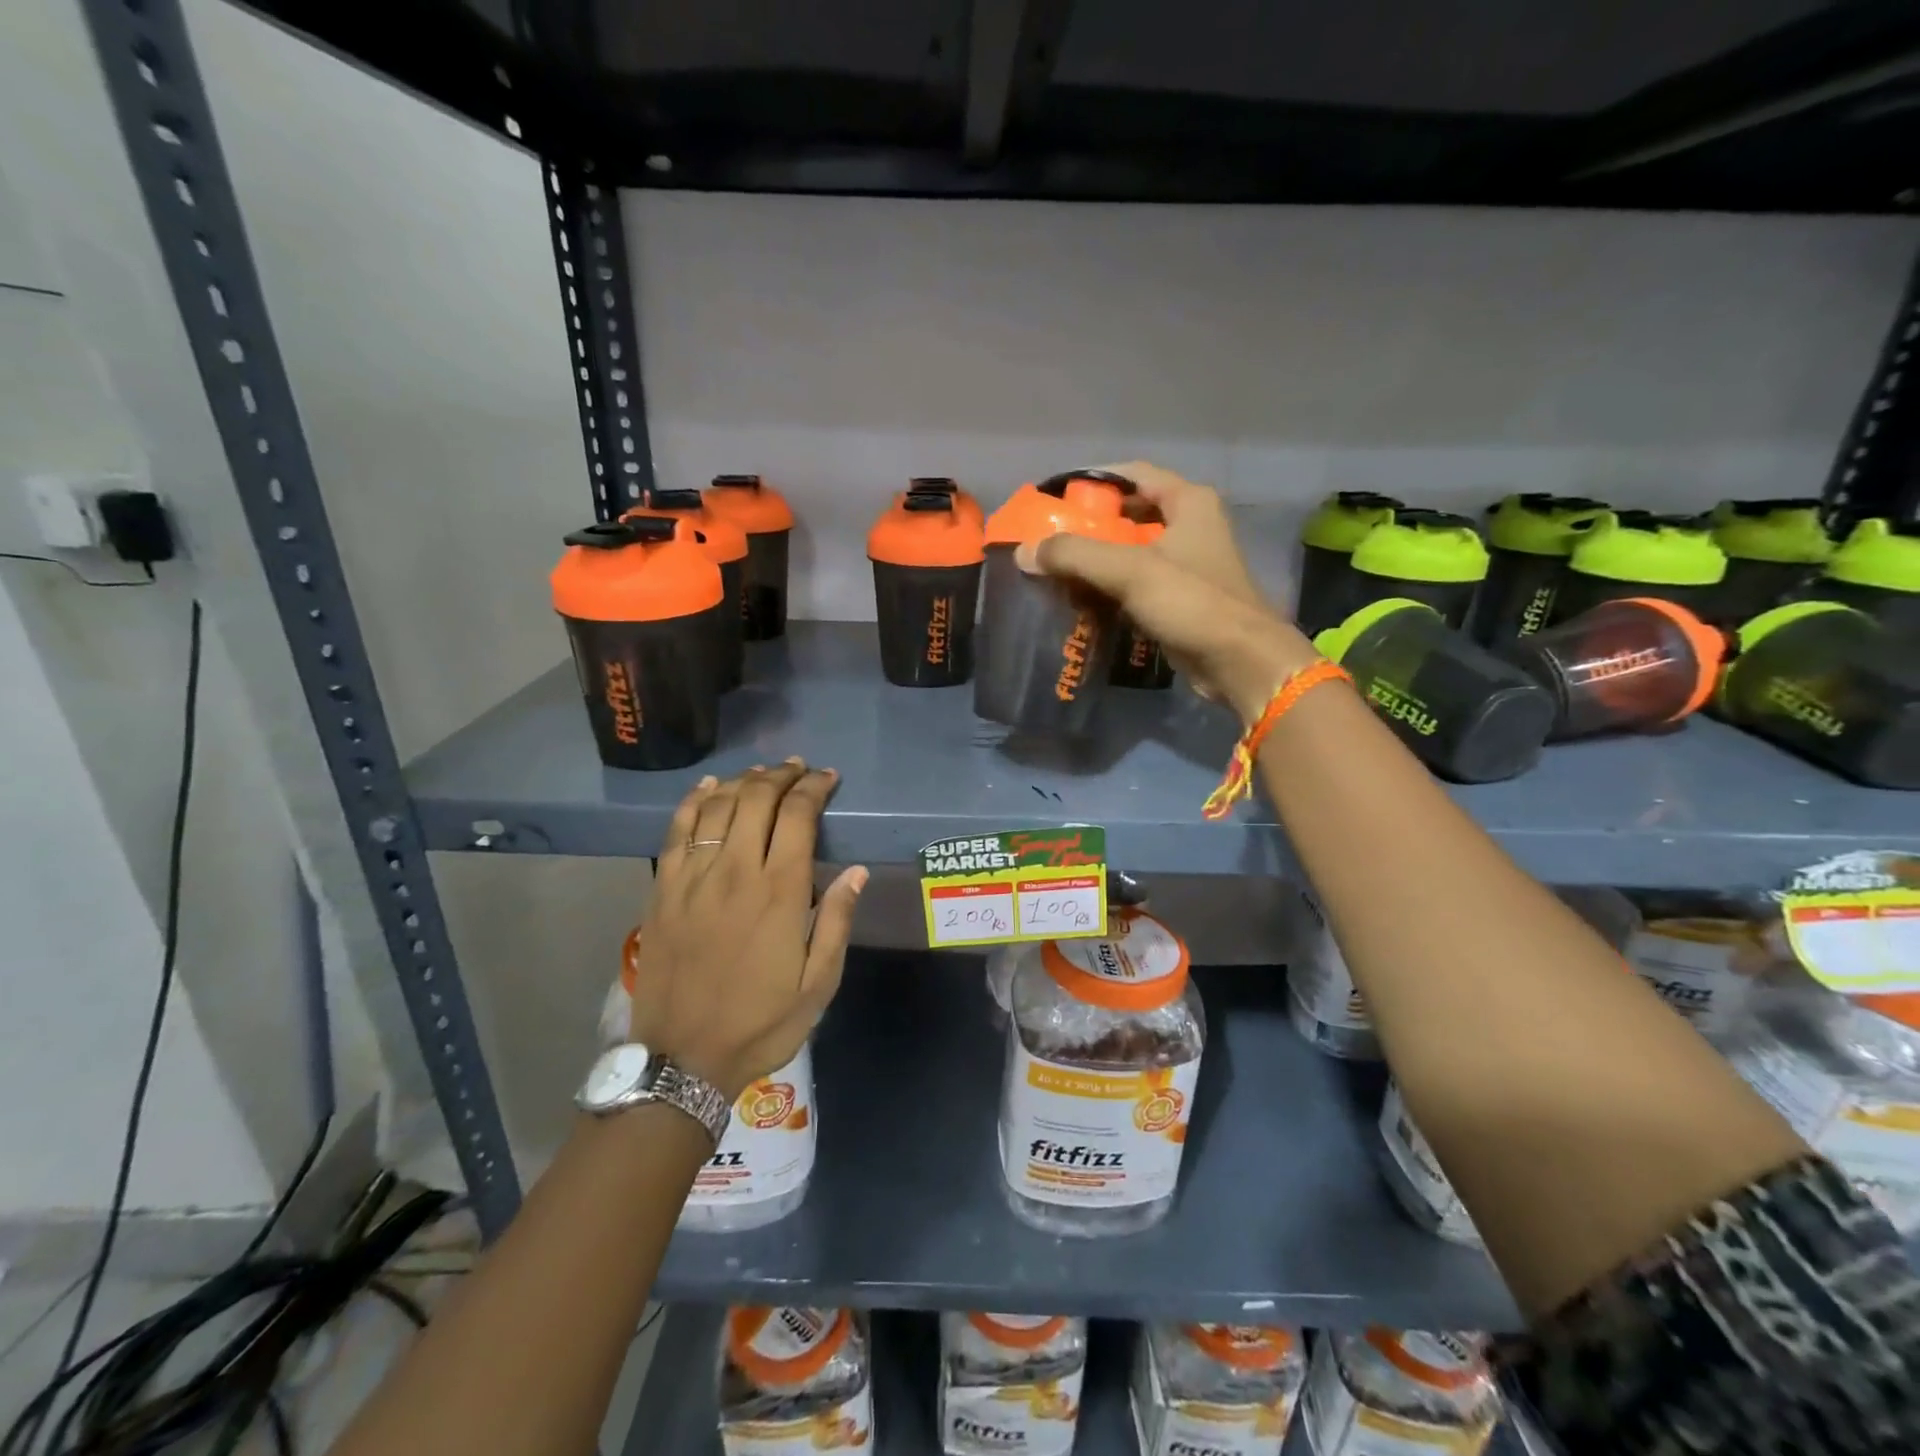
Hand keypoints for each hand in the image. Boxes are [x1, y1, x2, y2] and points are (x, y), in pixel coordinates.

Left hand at [630, 761, 866, 1100]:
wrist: (682, 1060)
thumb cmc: (760, 1023)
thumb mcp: (818, 984)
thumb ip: (836, 921)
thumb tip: (856, 871)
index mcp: (779, 892)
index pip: (798, 816)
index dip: (814, 788)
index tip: (828, 778)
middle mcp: (735, 871)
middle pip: (757, 799)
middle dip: (781, 775)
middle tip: (799, 769)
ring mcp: (693, 878)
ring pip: (718, 806)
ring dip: (743, 781)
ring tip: (762, 774)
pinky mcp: (664, 889)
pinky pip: (678, 830)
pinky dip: (695, 801)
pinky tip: (709, 788)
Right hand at [1018, 463, 1317, 722]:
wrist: (1240, 661)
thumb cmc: (1191, 602)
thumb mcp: (1129, 570)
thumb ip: (1075, 555)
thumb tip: (1025, 552)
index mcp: (1188, 502)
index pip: (1132, 474)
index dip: (1092, 480)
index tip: (1055, 498)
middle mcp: (1191, 525)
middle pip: (1130, 513)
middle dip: (1090, 525)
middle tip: (1050, 538)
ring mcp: (1188, 564)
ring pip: (1132, 551)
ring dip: (1098, 559)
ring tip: (1057, 569)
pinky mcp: (1182, 598)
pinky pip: (1137, 583)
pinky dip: (1110, 587)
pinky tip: (1082, 600)